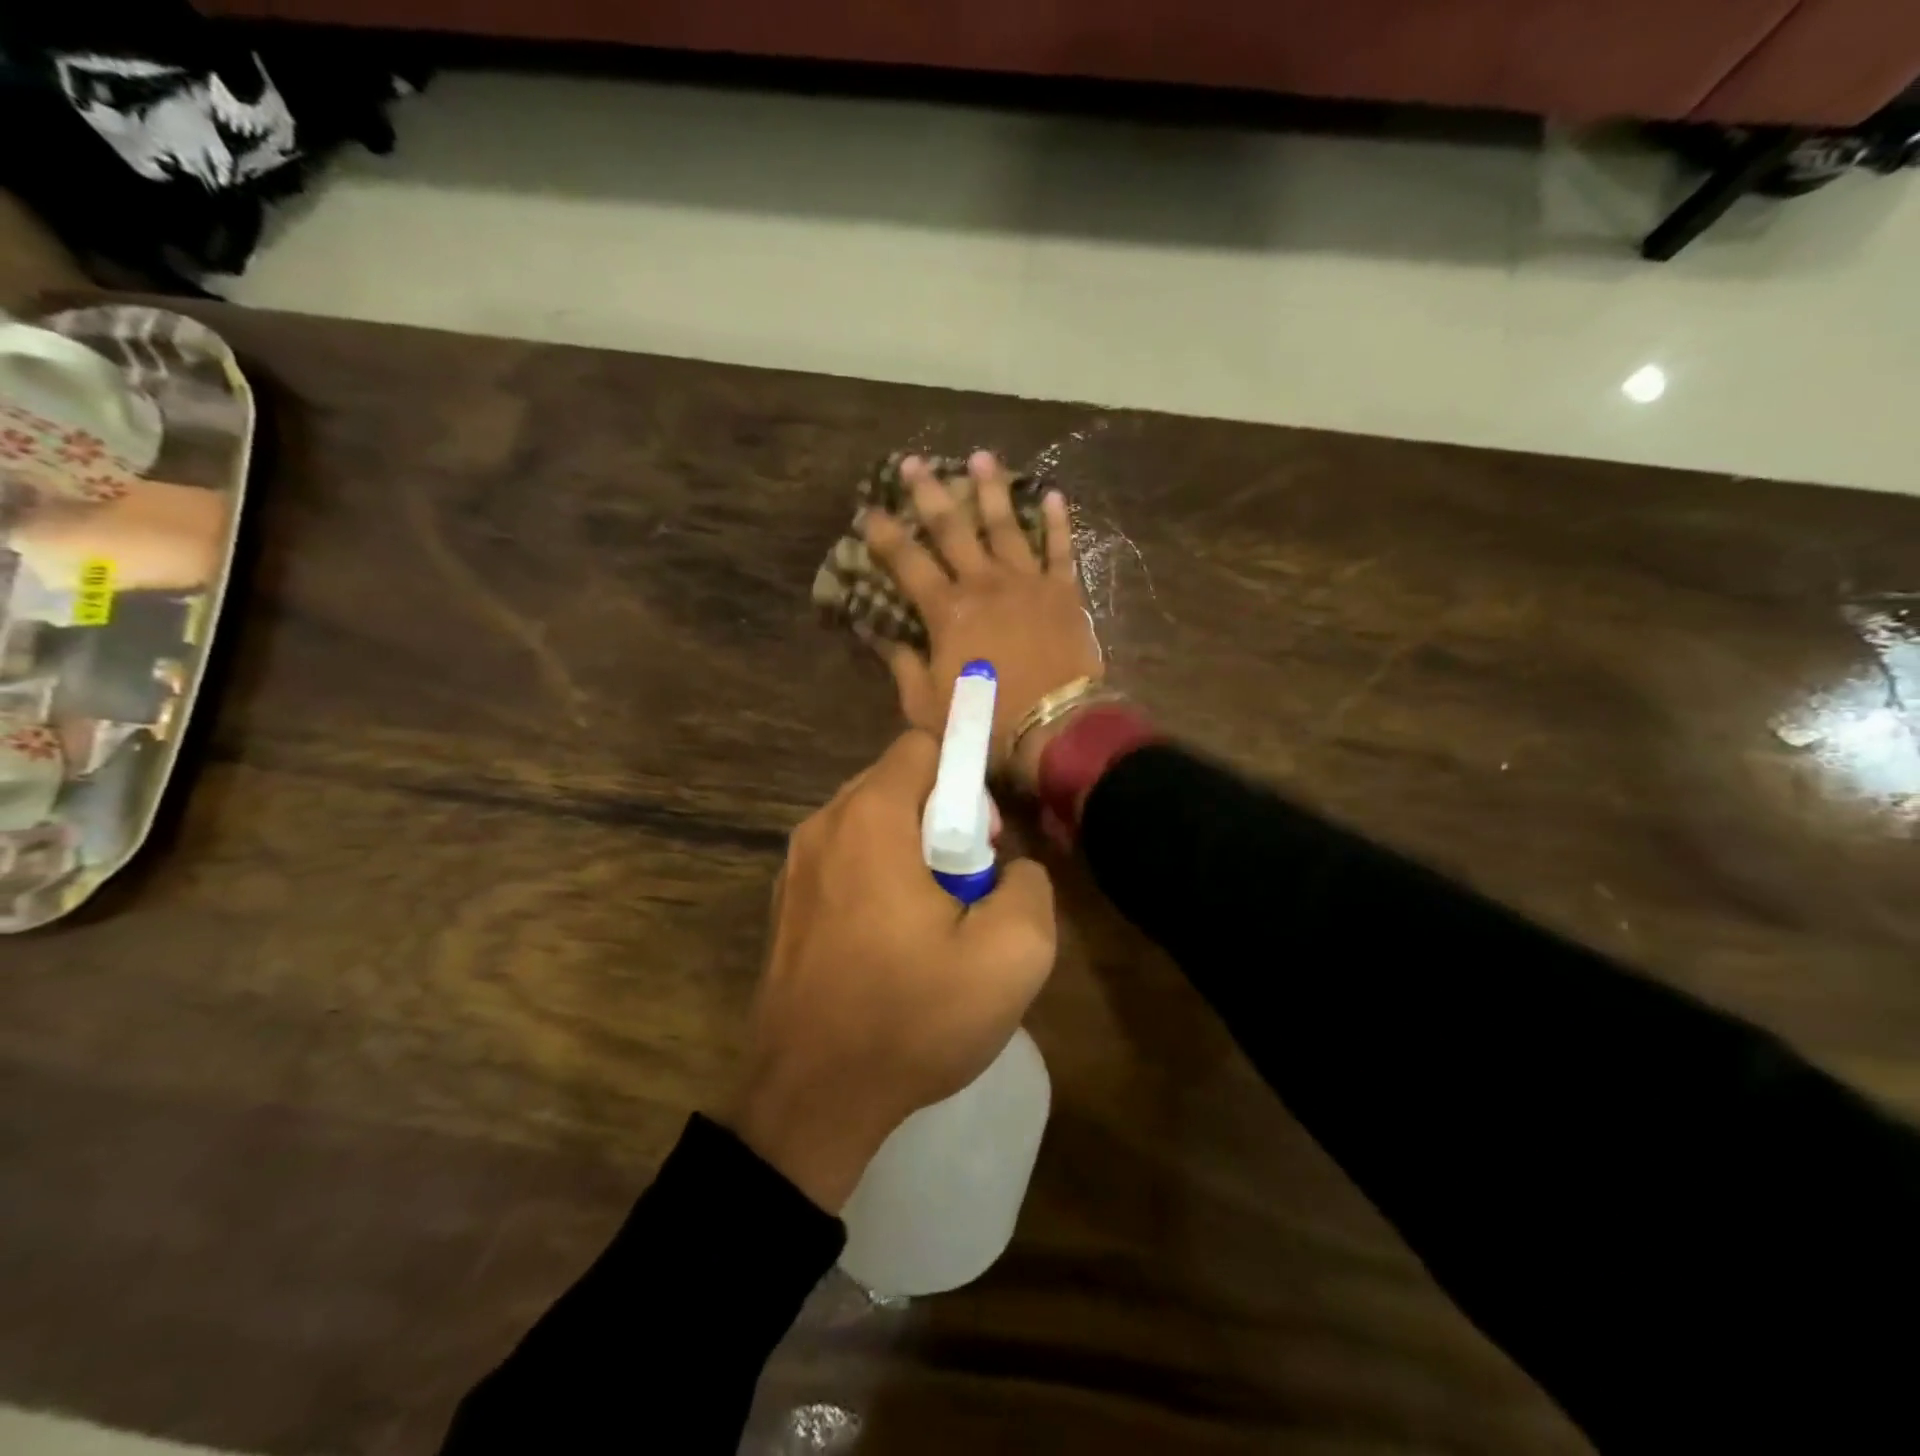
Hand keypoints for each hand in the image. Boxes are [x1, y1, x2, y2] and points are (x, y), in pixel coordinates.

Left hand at [725, 731, 1057, 1212]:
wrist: (809, 1101)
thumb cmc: (910, 1017)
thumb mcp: (1013, 955)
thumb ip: (1030, 884)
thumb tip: (1009, 868)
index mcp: (869, 818)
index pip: (922, 746)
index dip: (966, 778)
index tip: (985, 840)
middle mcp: (822, 826)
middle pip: (897, 784)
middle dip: (943, 820)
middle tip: (967, 888)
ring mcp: (794, 867)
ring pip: (870, 825)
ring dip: (911, 854)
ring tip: (933, 923)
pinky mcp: (785, 906)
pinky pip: (845, 863)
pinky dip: (876, 880)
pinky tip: (892, 946)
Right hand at [865, 453, 1103, 789]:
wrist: (1054, 728)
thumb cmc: (984, 720)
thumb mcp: (925, 703)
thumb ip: (901, 663)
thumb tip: (875, 633)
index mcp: (947, 610)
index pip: (906, 561)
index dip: (884, 534)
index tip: (868, 510)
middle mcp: (984, 583)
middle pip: (952, 528)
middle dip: (929, 493)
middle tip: (913, 462)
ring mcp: (1027, 582)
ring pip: (1005, 525)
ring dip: (991, 490)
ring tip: (980, 457)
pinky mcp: (1063, 592)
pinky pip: (1059, 549)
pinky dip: (1056, 522)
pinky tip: (1051, 495)